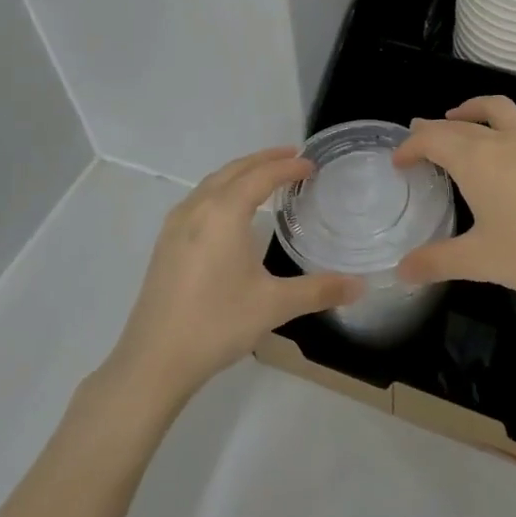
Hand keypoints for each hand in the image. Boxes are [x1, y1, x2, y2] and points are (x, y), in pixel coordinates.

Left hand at [106, 148, 359, 403]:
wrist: (155, 359)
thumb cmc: (218, 323)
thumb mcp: (274, 305)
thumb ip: (319, 290)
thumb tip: (360, 286)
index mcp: (223, 214)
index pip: (261, 176)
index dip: (287, 167)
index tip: (311, 165)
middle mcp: (197, 209)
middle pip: (233, 171)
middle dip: (263, 160)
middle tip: (292, 157)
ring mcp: (175, 226)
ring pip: (211, 183)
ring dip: (239, 173)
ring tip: (264, 176)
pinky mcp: (165, 244)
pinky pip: (198, 200)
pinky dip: (221, 190)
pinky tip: (229, 211)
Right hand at [392, 96, 515, 305]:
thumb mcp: (480, 262)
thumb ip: (436, 262)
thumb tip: (401, 271)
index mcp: (476, 160)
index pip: (432, 139)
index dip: (410, 146)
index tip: (398, 161)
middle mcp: (504, 138)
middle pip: (460, 123)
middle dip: (434, 128)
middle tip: (419, 139)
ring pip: (499, 108)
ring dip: (473, 109)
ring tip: (460, 117)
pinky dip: (515, 117)